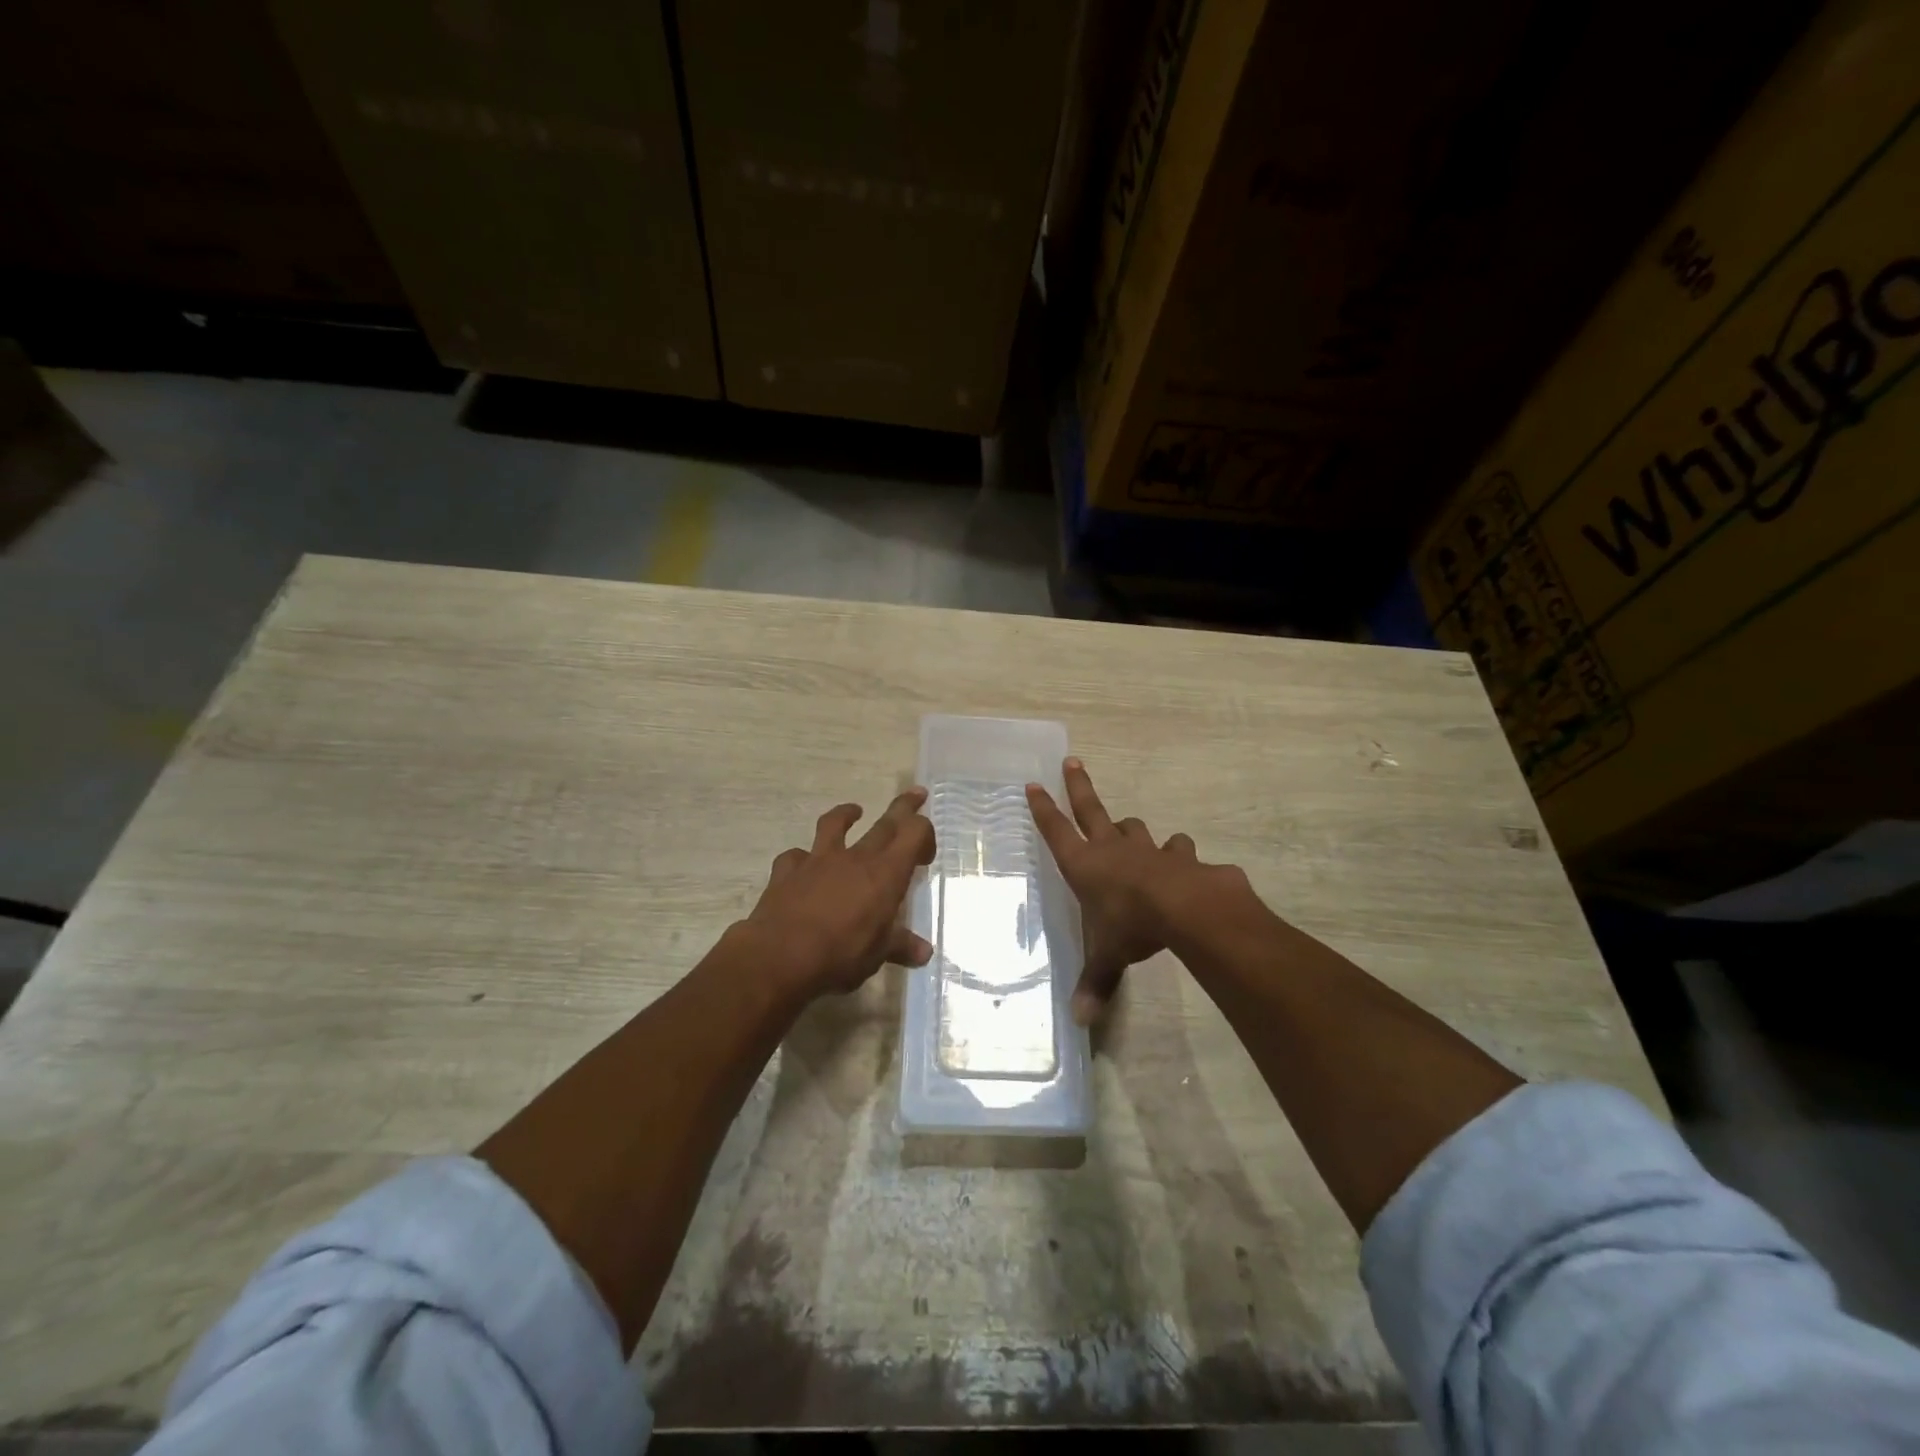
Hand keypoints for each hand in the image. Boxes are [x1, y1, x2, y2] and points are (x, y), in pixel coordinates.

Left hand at [741, 789, 936, 999]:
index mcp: (885, 874)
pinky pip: (795, 856)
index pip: (913, 833)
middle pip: (885, 823)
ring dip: (846, 814)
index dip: (924, 834)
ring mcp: (818, 860)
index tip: (925, 854)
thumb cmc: (839, 955)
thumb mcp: (877, 955)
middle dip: (903, 807)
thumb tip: (925, 953)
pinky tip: (802, 864)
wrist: (779, 957)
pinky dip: (802, 857)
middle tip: (916, 794)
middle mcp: (855, 858)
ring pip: (833, 824)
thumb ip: (901, 947)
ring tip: (854, 811)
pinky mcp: (787, 871)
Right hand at [1027, 758, 1251, 1024]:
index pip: (1056, 832)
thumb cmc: (1132, 928)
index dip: (1043, 809)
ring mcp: (1148, 848)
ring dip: (1132, 832)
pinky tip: (1185, 868)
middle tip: (1072, 763)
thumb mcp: (1108, 956)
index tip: (1033, 784)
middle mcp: (1112, 849)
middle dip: (1079, 787)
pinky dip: (1178, 858)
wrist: (1186, 909)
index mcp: (1085, 866)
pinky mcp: (1181, 856)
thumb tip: (1080, 1021)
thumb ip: (1096, 983)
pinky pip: (1177, 851)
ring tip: (1134, 838)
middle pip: (1092, 809)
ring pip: (1135, 829)